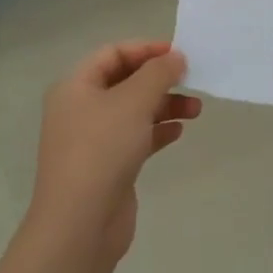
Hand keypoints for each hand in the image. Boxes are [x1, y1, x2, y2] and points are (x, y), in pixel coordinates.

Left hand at [30, 41, 200, 262]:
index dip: (146, 49)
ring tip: (196, 111)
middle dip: (161, 80)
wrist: (80, 223)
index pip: (113, 53)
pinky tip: (179, 132)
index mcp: (76, 87)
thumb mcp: (134, 101)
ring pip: (135, 111)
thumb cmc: (102, 149)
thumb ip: (158, 73)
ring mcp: (93, 139)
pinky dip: (158, 130)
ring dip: (166, 105)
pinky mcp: (108, 165)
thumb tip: (176, 58)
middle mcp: (81, 109)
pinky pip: (136, 137)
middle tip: (192, 82)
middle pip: (126, 81)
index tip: (180, 55)